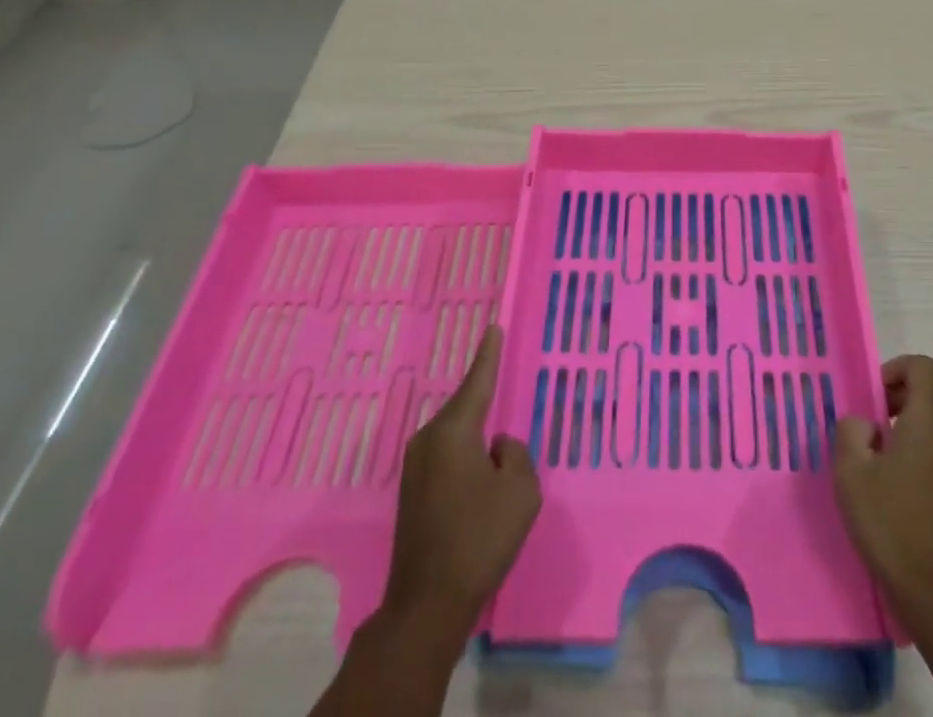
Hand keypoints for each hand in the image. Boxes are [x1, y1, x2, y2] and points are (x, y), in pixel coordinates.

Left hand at [382, 324, 540, 642]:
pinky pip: (447, 459)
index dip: (489, 354)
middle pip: (466, 409)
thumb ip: (515, 454)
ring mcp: (415, 468)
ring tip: (497, 456)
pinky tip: (479, 483)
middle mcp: (428, 440)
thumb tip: (497, 447)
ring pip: (457, 437)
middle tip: (503, 397)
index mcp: (454, 430)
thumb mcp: (520, 490)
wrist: (426, 605)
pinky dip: (465, 460)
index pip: (477, 381)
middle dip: (485, 404)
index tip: (493, 327)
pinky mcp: (412, 494)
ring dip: (476, 439)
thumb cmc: (479, 538)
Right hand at [833, 355, 932, 637]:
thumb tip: (866, 424)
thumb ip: (852, 432)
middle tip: (875, 426)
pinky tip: (909, 492)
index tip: (873, 400)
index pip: (923, 366)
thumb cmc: (895, 529)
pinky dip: (931, 453)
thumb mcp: (852, 475)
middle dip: (904, 397)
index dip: (895, 371)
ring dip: (917, 426)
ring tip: (887, 461)